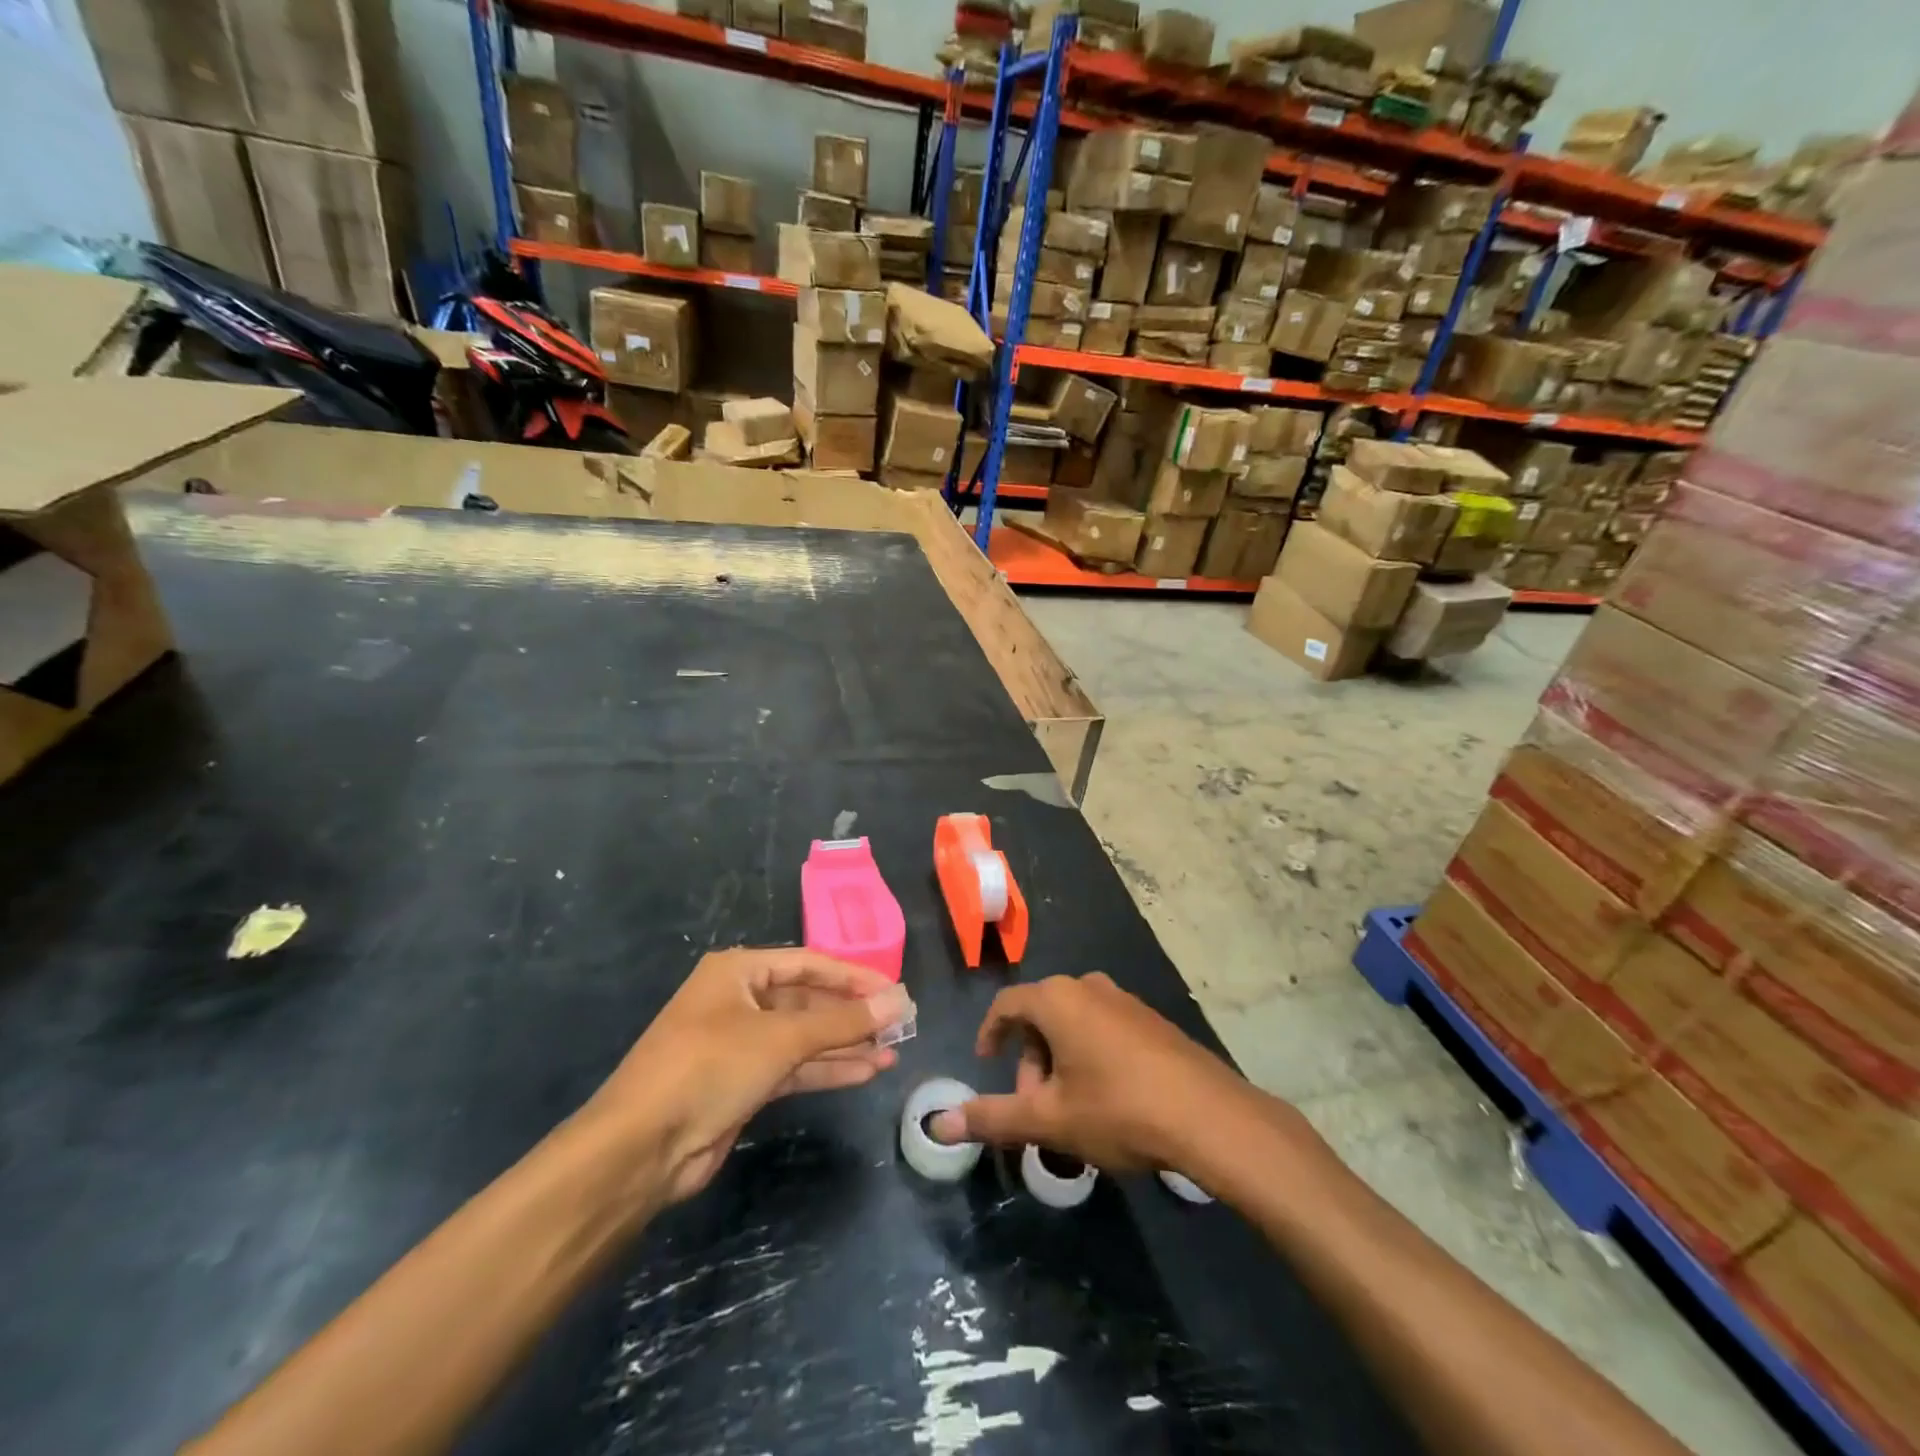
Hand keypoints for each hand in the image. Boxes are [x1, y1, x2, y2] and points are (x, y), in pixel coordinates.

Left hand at [585, 947, 910, 1207]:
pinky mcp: (742, 1084)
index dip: (854, 976)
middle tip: (900, 1024)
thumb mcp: (781, 1038)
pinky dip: (827, 1069)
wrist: (640, 1148)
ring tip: (893, 1050)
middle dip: (851, 1014)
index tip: (896, 990)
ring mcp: (740, 1044)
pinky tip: (866, 1071)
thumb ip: (842, 1022)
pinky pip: (794, 1067)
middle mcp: (738, 1001)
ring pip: (804, 1038)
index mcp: (738, 972)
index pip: (809, 964)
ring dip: (845, 1045)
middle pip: (808, 1000)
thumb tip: (898, 1001)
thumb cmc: (710, 1067)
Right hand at [929, 972, 1258, 1173]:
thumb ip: (992, 1118)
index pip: (1006, 1004)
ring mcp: (1124, 1000)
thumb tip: (938, 1124)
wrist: (1209, 1116)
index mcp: (1058, 999)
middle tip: (1034, 1107)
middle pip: (1041, 1016)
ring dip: (1059, 1062)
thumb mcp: (1049, 1119)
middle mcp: (1089, 986)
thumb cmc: (1118, 1109)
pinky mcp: (1151, 1019)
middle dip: (1029, 1061)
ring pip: (1073, 1024)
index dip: (989, 1033)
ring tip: (1069, 1111)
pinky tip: (1106, 1100)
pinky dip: (1089, 1056)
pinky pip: (1103, 1028)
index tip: (984, 1063)